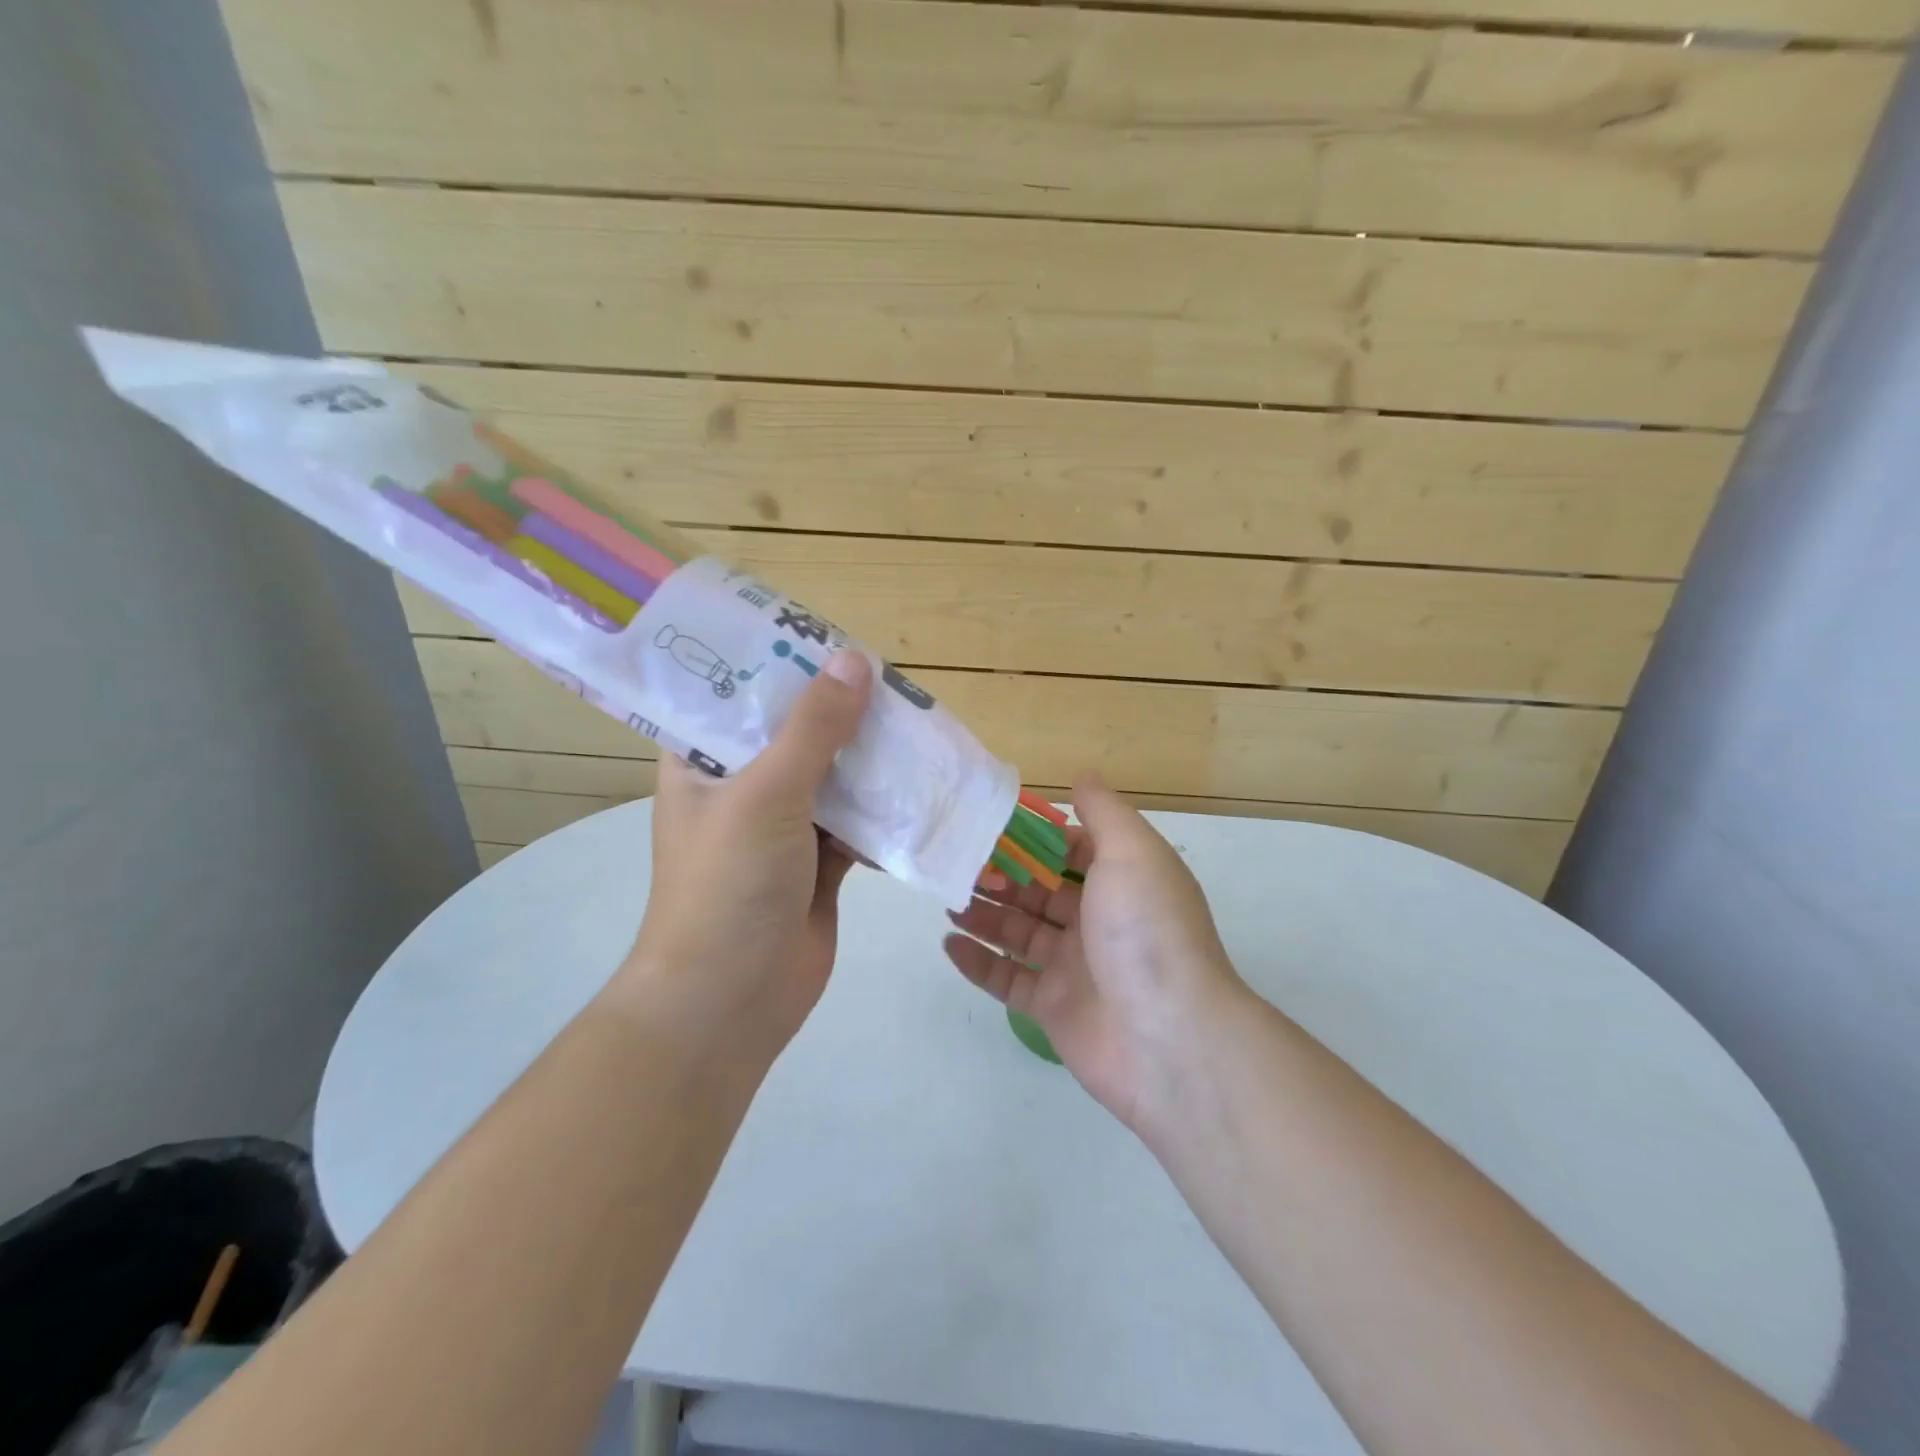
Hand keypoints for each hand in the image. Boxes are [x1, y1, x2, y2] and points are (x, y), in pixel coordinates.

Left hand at [620, 651, 873, 1061]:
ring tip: (914, 722)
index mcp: (702, 761)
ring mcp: (781, 826)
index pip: (734, 694)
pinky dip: (883, 808)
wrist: (730, 1002)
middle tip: (888, 679)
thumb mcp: (766, 793)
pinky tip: (918, 786)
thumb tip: (855, 660)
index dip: (776, 663)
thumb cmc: (727, 885)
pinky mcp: (818, 862)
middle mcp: (739, 786)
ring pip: (832, 775)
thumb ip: (813, 728)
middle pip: (794, 732)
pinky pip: (856, 820)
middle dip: (839, 710)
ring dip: (868, 758)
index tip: (825, 636)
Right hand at [943, 777, 1247, 1132]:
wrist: (1169, 1039)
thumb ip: (1104, 812)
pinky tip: (950, 944)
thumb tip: (1082, 777)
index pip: (1070, 850)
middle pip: (1038, 890)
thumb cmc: (1147, 931)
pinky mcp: (1052, 1007)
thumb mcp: (1132, 853)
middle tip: (954, 862)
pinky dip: (979, 962)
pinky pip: (1008, 979)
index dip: (1032, 837)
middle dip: (999, 875)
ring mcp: (1074, 967)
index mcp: (1121, 882)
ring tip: (947, 899)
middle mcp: (1098, 921)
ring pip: (1018, 931)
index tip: (989, 823)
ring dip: (983, 914)